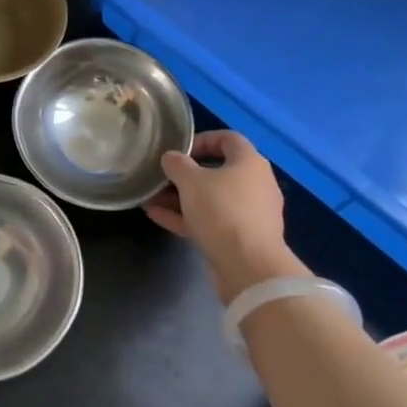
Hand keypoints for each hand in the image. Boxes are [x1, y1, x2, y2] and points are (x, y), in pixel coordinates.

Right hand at [143, 130, 291, 303]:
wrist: (249, 268)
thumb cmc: (222, 212)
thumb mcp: (191, 182)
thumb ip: (177, 165)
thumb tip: (171, 157)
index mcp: (250, 162)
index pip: (228, 139)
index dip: (202, 139)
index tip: (179, 150)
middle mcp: (255, 184)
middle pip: (218, 171)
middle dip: (186, 174)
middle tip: (161, 177)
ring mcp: (250, 214)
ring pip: (212, 199)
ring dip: (182, 198)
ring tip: (151, 198)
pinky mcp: (241, 239)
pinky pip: (212, 221)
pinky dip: (188, 217)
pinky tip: (157, 216)